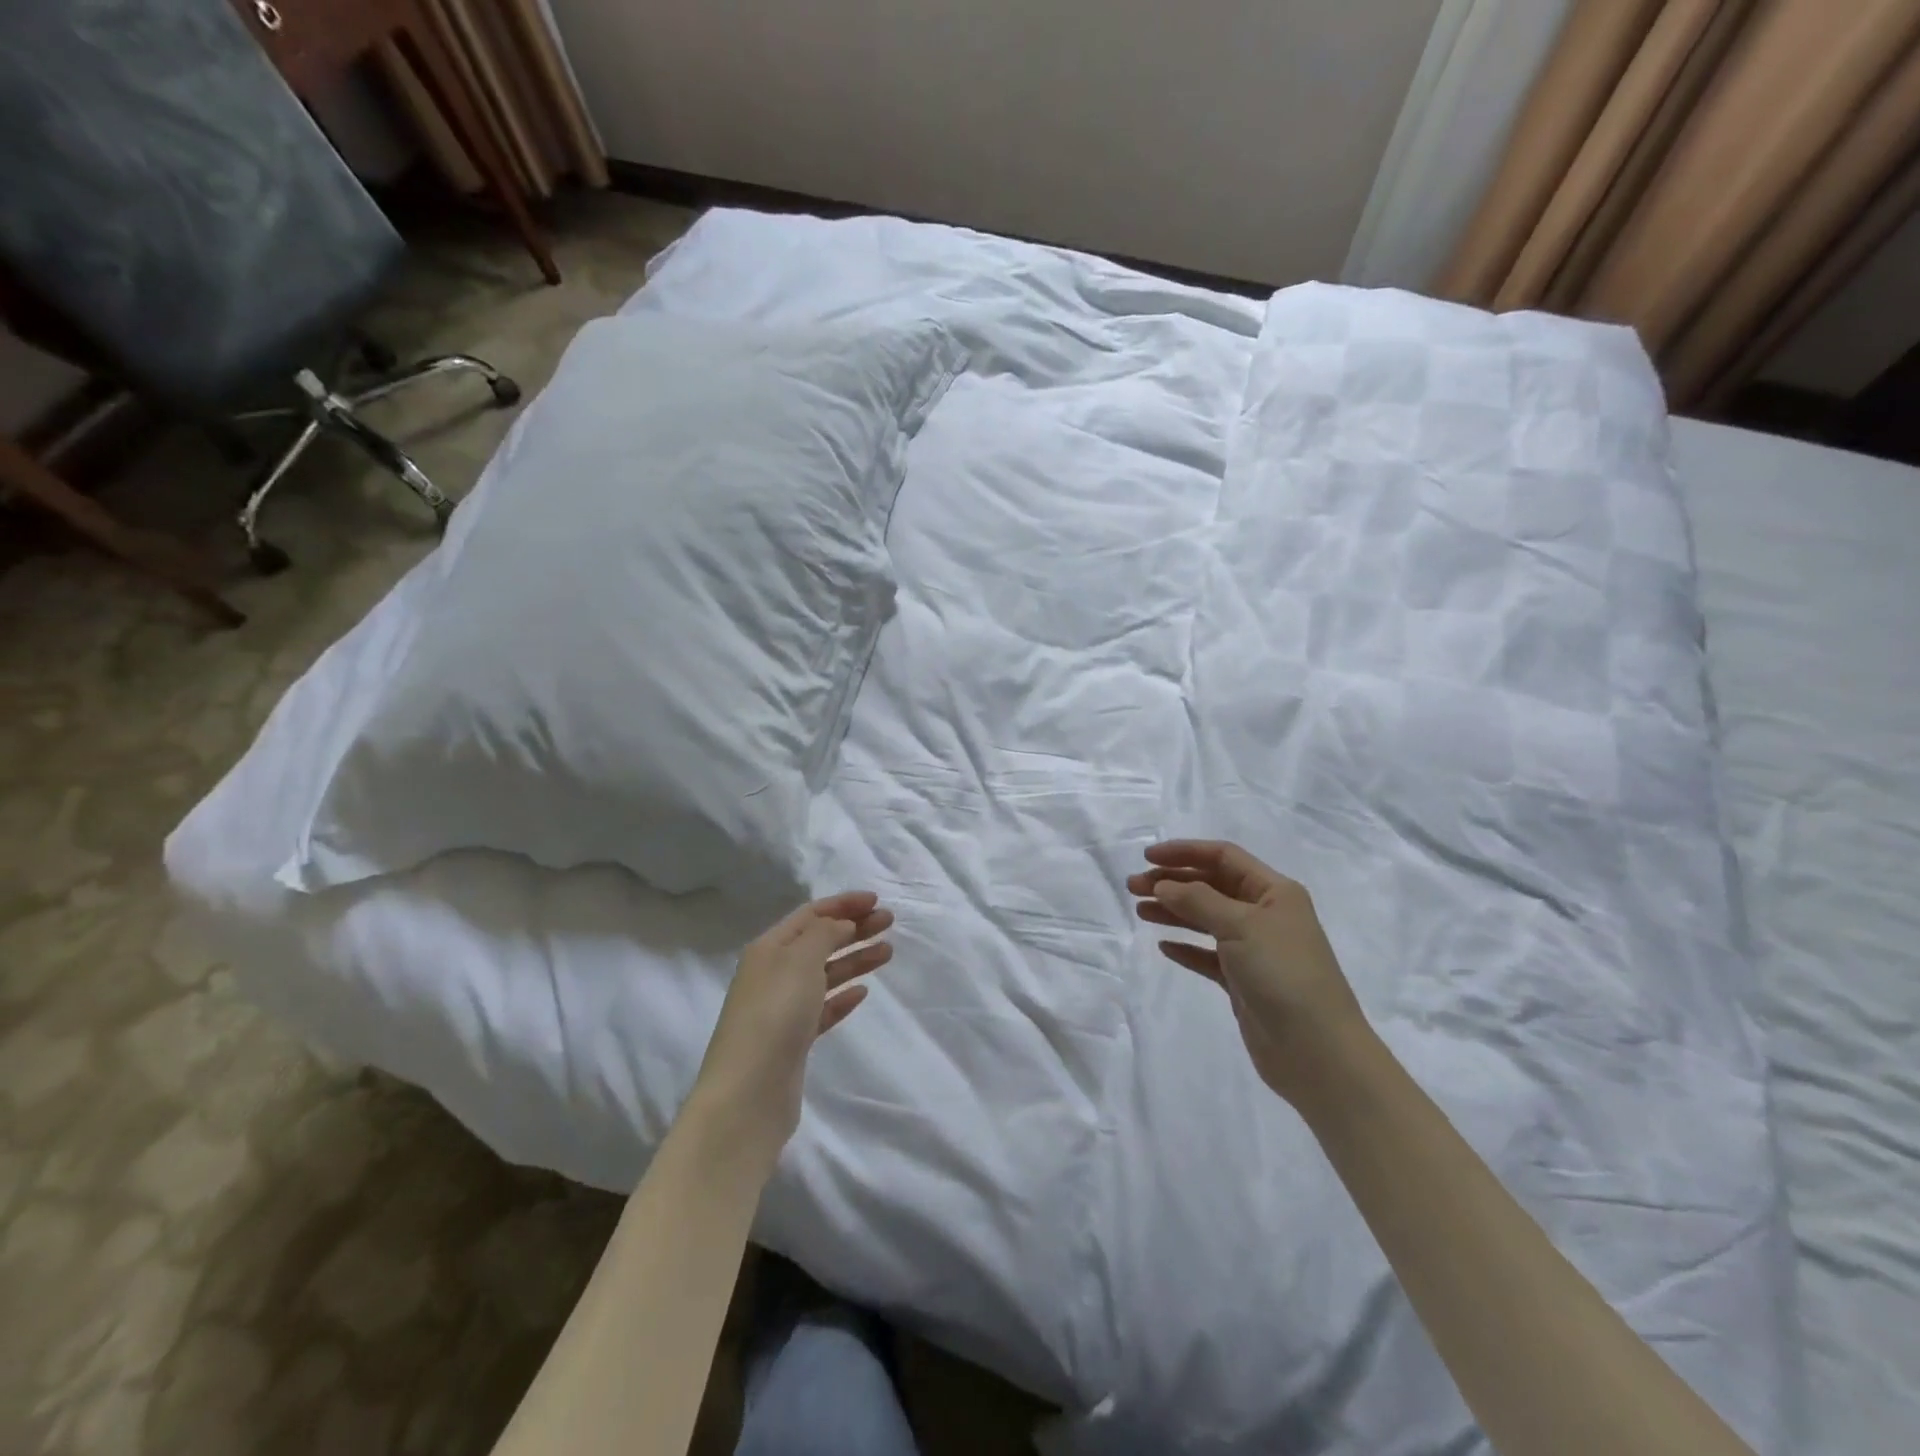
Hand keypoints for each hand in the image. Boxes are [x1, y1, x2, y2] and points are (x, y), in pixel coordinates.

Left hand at [684, 892, 892, 1169]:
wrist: (749, 1094)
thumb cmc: (774, 1014)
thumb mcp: (800, 960)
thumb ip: (824, 934)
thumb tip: (841, 924)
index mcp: (769, 948)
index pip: (810, 915)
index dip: (843, 904)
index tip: (876, 900)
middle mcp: (773, 973)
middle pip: (819, 942)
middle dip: (854, 928)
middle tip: (889, 922)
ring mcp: (782, 1008)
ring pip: (825, 973)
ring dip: (855, 959)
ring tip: (888, 952)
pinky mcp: (793, 1040)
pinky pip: (823, 1008)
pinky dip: (843, 996)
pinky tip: (863, 991)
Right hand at [1128, 841, 1369, 1107]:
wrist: (1317, 1051)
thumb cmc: (1283, 974)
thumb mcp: (1240, 926)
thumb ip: (1197, 900)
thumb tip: (1163, 884)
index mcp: (1274, 892)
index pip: (1224, 857)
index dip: (1185, 852)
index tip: (1147, 857)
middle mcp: (1265, 914)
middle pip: (1211, 886)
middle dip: (1172, 882)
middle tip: (1133, 887)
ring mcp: (1254, 949)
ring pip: (1206, 919)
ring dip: (1173, 911)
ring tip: (1140, 911)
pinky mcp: (1243, 981)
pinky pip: (1208, 955)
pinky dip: (1186, 947)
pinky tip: (1164, 946)